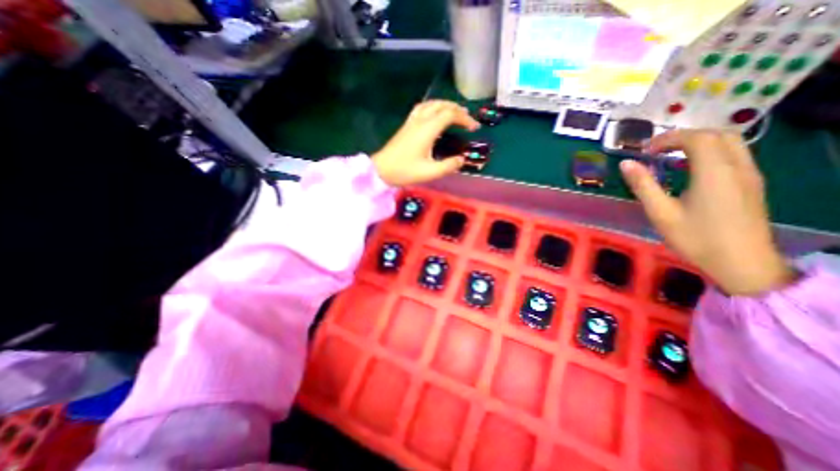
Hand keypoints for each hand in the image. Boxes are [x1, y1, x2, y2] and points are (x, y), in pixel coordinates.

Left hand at [372, 100, 481, 185]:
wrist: (382, 169)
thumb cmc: (405, 171)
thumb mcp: (429, 172)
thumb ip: (448, 166)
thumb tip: (461, 160)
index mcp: (428, 130)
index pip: (450, 115)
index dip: (464, 119)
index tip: (474, 128)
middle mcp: (420, 121)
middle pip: (441, 105)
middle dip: (457, 109)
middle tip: (468, 119)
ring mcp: (412, 121)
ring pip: (431, 104)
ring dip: (445, 105)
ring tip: (454, 112)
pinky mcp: (406, 125)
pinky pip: (422, 108)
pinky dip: (433, 107)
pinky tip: (434, 113)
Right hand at [623, 128, 794, 294]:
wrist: (742, 263)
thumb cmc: (695, 238)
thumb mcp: (661, 212)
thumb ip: (643, 185)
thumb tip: (625, 163)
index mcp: (714, 172)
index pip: (696, 138)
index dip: (668, 138)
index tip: (645, 151)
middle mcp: (738, 167)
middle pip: (717, 135)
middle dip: (684, 136)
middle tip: (657, 151)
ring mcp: (750, 175)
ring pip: (730, 143)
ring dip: (699, 143)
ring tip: (671, 157)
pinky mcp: (752, 184)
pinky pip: (734, 155)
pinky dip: (710, 153)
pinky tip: (691, 170)